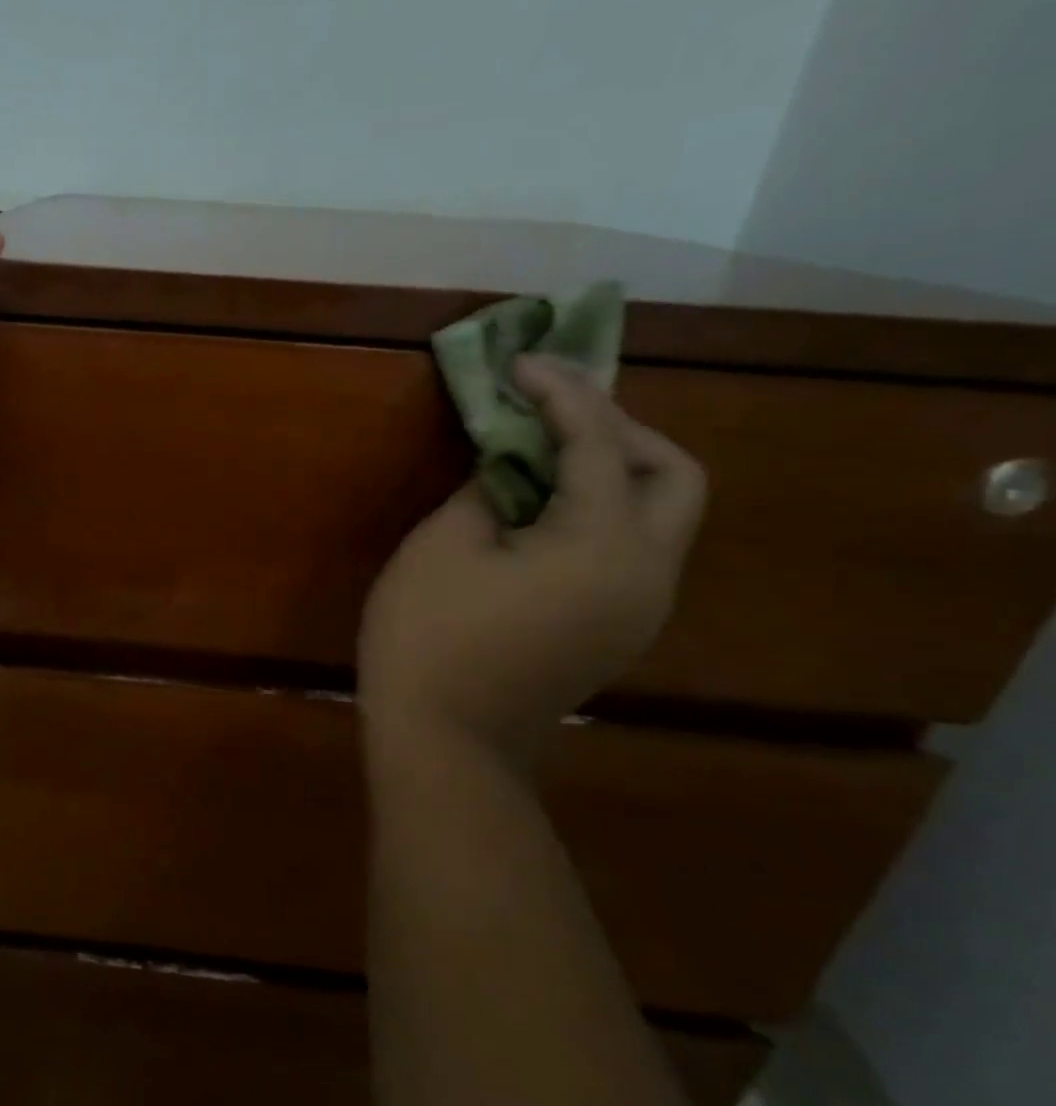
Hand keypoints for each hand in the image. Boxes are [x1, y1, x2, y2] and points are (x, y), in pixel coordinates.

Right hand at [359, 355, 705, 763]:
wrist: (446, 743)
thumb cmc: (430, 637)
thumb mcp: (443, 546)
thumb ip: (487, 488)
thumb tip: (509, 466)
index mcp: (604, 546)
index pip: (600, 443)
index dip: (561, 392)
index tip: (521, 362)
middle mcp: (647, 574)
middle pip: (674, 476)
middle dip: (619, 429)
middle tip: (553, 413)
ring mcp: (639, 608)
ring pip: (659, 515)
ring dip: (613, 469)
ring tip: (544, 452)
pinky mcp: (617, 629)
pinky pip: (630, 549)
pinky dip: (601, 511)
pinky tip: (542, 509)